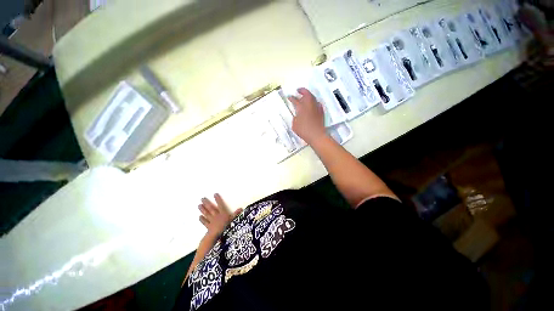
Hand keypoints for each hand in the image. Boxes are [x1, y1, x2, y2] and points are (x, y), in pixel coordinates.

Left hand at [198, 194, 242, 237]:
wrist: (218, 236)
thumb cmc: (227, 227)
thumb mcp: (234, 220)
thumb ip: (236, 214)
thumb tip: (241, 208)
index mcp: (223, 213)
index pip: (220, 204)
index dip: (218, 199)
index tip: (214, 194)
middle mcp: (216, 215)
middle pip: (211, 208)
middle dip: (207, 203)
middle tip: (202, 198)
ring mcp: (212, 221)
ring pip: (207, 214)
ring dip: (203, 209)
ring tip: (199, 205)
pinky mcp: (209, 227)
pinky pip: (205, 222)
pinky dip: (202, 219)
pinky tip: (199, 216)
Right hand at [288, 88, 327, 144]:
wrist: (316, 135)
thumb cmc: (303, 130)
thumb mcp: (295, 124)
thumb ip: (295, 118)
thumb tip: (297, 115)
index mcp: (301, 107)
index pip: (295, 100)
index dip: (291, 98)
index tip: (289, 97)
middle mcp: (309, 105)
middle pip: (306, 94)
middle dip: (302, 91)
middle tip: (298, 90)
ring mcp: (316, 107)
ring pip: (312, 97)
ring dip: (308, 95)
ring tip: (305, 96)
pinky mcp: (321, 111)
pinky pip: (317, 103)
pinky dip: (313, 102)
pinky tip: (312, 104)